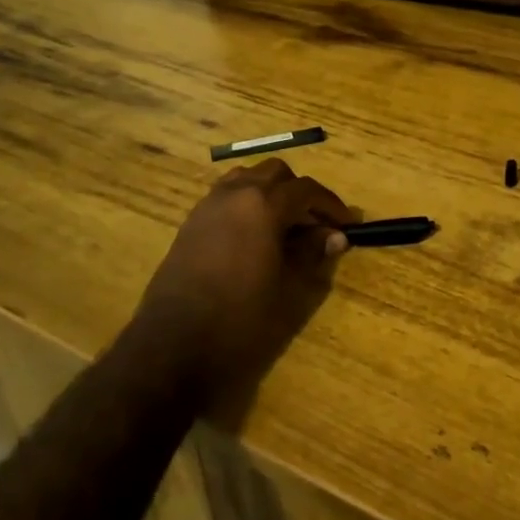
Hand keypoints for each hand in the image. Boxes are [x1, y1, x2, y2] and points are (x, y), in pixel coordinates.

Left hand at [133, 158, 350, 407]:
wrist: (173, 346)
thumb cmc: (240, 319)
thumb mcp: (287, 289)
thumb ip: (312, 254)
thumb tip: (335, 236)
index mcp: (262, 205)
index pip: (306, 189)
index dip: (330, 204)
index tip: (346, 224)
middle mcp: (235, 194)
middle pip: (275, 174)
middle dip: (299, 192)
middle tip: (315, 223)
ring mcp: (208, 205)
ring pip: (247, 179)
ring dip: (270, 192)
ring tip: (285, 225)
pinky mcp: (191, 223)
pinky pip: (226, 196)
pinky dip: (247, 203)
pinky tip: (255, 236)